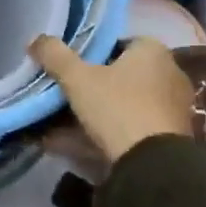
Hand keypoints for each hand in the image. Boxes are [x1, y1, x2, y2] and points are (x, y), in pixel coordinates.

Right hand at [29, 35, 197, 167]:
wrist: (153, 167)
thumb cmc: (118, 107)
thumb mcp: (77, 77)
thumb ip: (54, 55)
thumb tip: (35, 40)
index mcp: (153, 52)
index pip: (117, 43)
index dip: (90, 54)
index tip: (69, 68)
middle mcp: (168, 76)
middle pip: (119, 77)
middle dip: (88, 88)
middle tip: (60, 96)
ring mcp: (170, 111)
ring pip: (120, 106)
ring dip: (90, 115)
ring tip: (54, 126)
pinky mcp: (167, 141)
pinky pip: (126, 130)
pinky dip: (101, 135)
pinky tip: (67, 145)